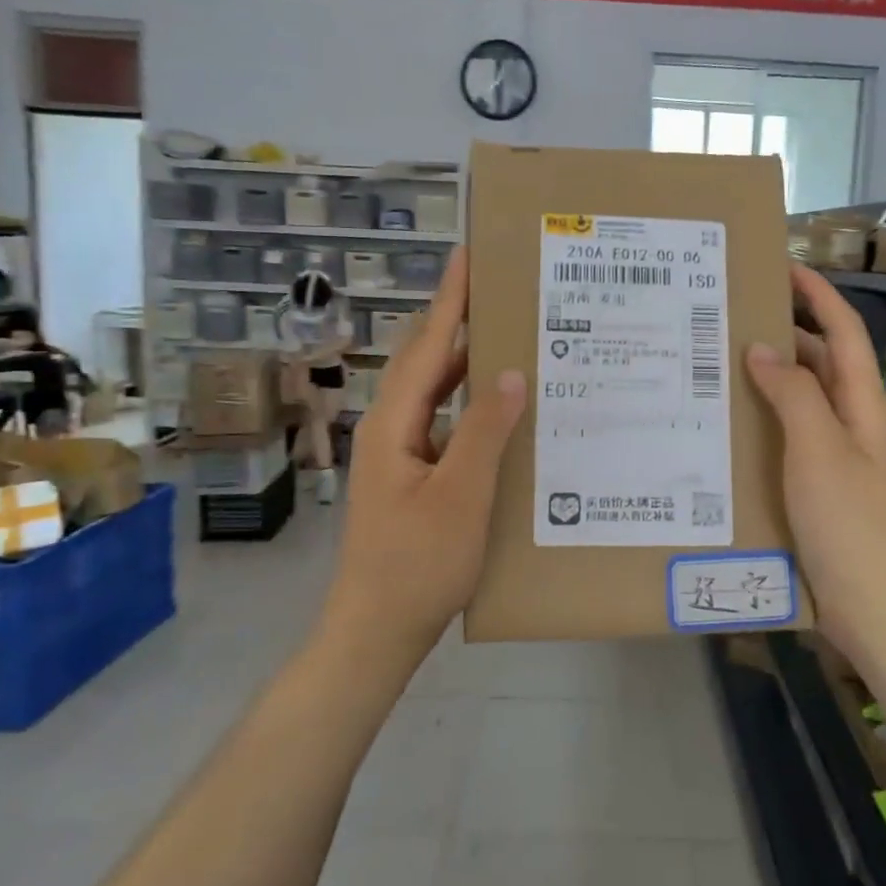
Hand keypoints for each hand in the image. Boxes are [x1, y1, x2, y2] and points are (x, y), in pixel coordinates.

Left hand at [324, 247, 527, 658]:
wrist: (376, 630)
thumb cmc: (417, 564)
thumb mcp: (460, 495)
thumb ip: (484, 430)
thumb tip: (509, 371)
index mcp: (395, 423)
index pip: (428, 345)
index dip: (449, 299)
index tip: (468, 255)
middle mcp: (392, 428)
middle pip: (427, 361)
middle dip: (459, 321)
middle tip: (502, 290)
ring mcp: (400, 453)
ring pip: (436, 393)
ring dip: (467, 363)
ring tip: (509, 337)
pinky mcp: (413, 476)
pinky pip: (444, 423)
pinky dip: (471, 405)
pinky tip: (501, 410)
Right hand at [744, 266, 885, 648]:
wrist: (878, 609)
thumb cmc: (852, 524)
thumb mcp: (820, 449)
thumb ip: (794, 394)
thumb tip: (763, 347)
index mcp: (862, 404)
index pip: (843, 332)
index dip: (817, 295)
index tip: (781, 265)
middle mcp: (851, 423)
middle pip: (821, 362)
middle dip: (784, 332)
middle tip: (730, 317)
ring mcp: (835, 458)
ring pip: (801, 401)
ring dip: (769, 378)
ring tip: (716, 364)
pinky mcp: (817, 489)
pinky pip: (788, 438)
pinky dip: (763, 421)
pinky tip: (727, 428)